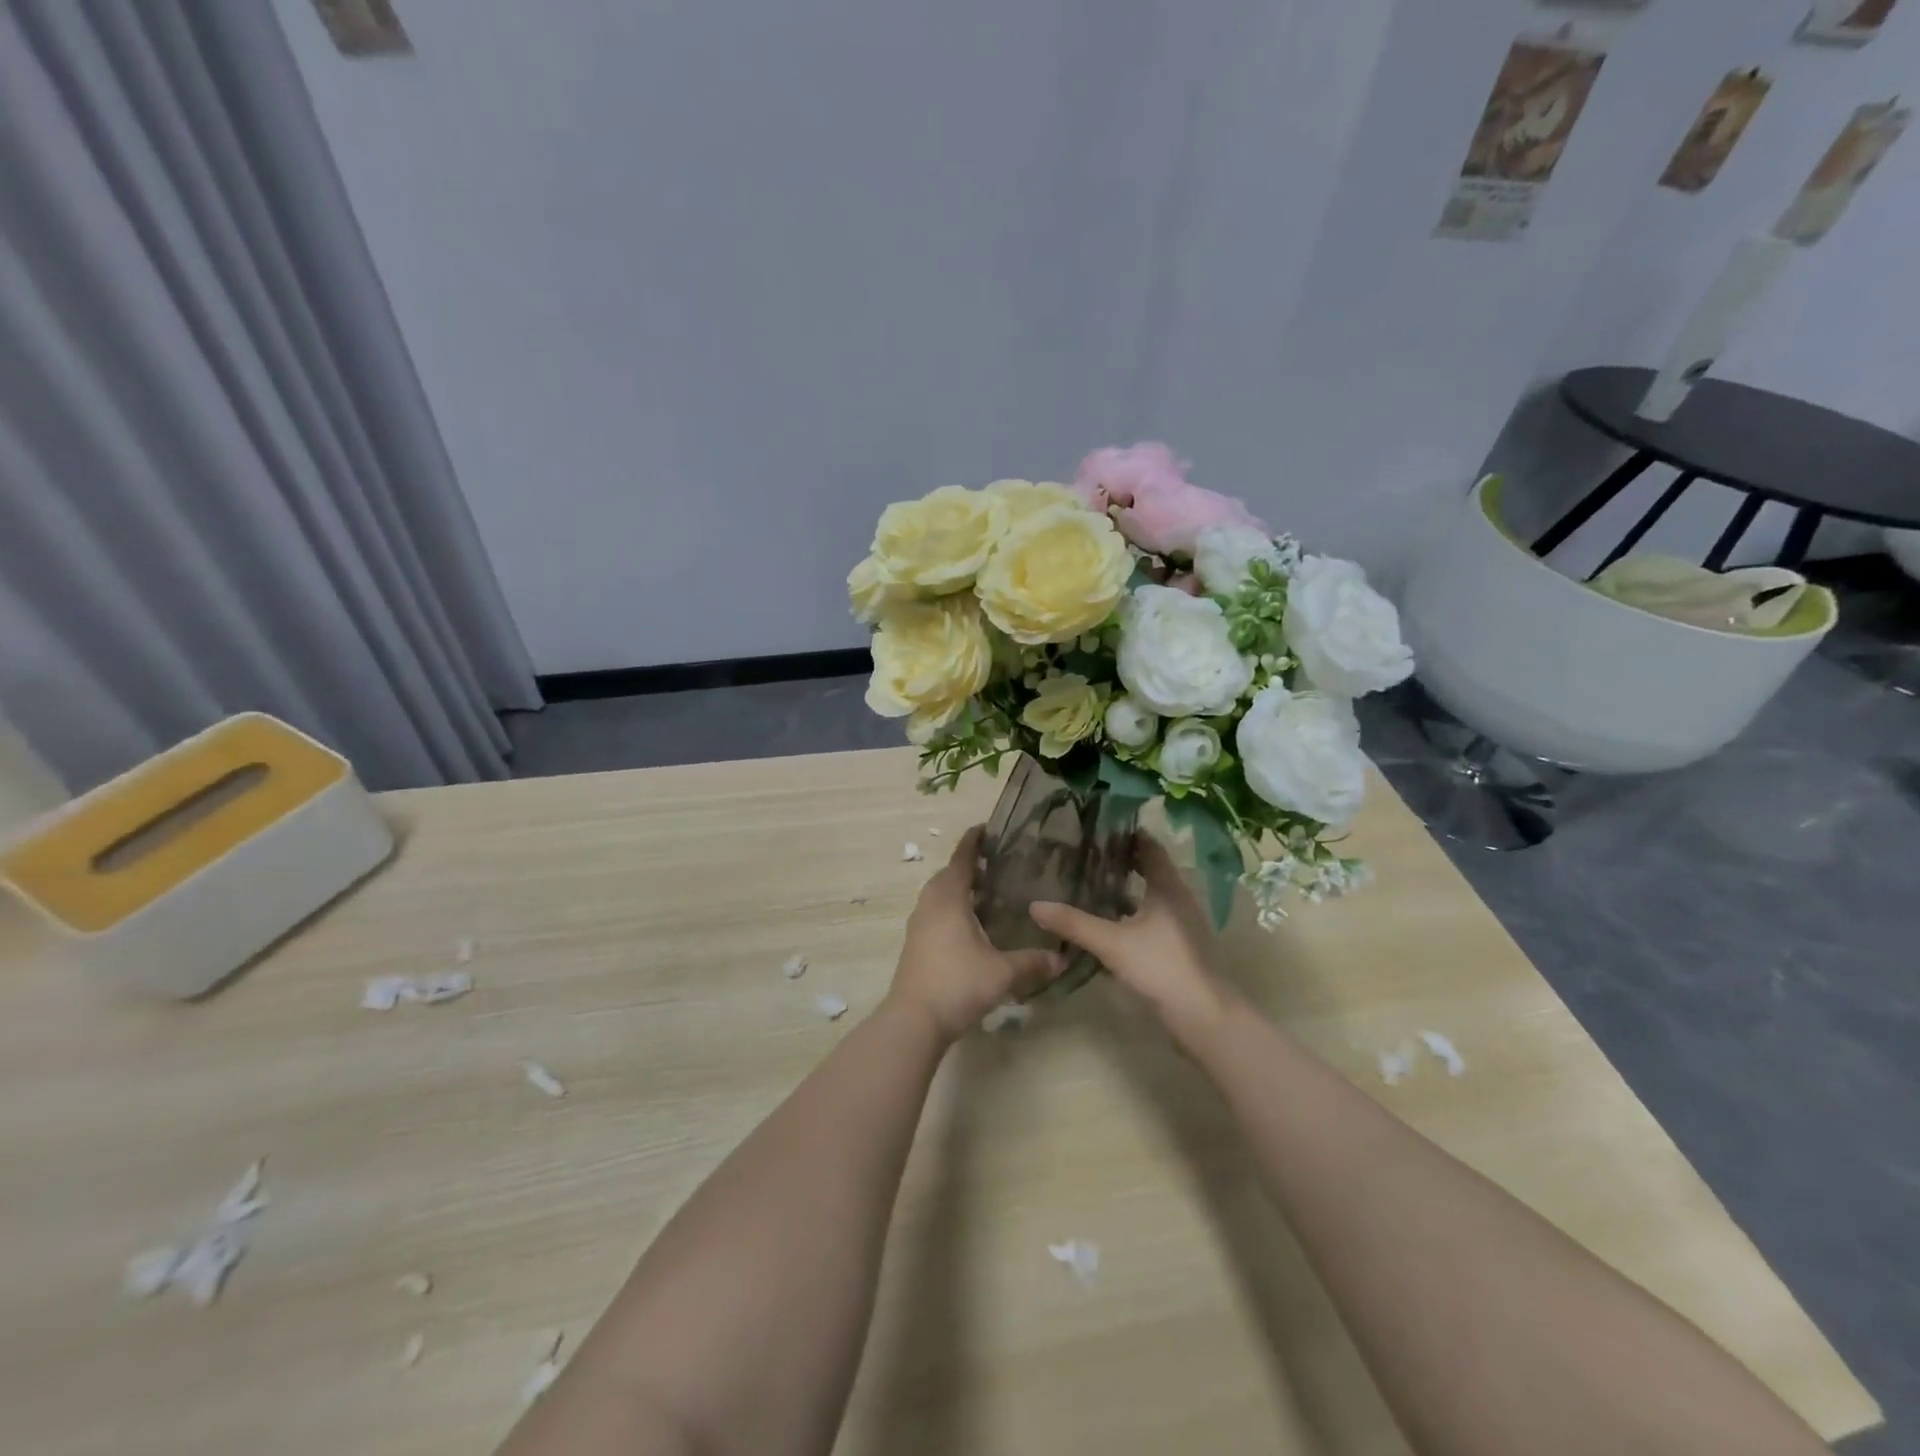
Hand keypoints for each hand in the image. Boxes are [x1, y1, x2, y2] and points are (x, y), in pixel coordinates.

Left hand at [889, 827, 1064, 1040]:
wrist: (914, 1020)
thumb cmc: (958, 984)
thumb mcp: (1002, 973)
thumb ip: (1033, 962)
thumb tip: (1062, 957)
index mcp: (949, 899)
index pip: (961, 859)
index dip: (973, 841)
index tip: (987, 828)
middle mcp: (930, 904)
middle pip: (948, 874)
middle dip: (968, 865)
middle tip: (997, 864)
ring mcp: (918, 924)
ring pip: (938, 894)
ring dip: (958, 887)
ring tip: (987, 892)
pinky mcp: (915, 943)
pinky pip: (934, 912)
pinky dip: (951, 907)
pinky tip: (971, 924)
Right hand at [1029, 832, 1229, 1046]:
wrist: (1203, 1015)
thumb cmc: (1161, 966)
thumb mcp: (1112, 942)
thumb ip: (1074, 923)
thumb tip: (1035, 906)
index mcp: (1168, 887)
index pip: (1149, 847)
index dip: (1126, 835)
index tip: (1098, 828)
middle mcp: (1178, 899)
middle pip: (1149, 869)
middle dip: (1120, 861)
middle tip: (1085, 855)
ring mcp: (1180, 925)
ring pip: (1149, 896)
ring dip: (1124, 889)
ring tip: (1089, 885)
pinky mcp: (1177, 947)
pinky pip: (1150, 919)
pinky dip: (1129, 914)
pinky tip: (1106, 924)